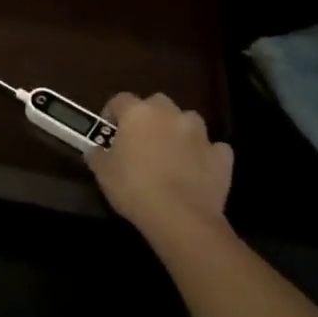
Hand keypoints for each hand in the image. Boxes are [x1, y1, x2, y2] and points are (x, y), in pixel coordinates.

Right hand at [90, 92, 234, 238]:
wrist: (180, 218)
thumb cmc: (134, 188)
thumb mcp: (103, 173)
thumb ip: (97, 155)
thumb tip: (95, 150)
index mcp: (137, 113)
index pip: (120, 99)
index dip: (113, 112)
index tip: (109, 130)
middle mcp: (169, 114)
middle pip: (157, 103)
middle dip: (151, 116)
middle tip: (142, 140)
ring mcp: (199, 133)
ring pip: (188, 121)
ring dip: (180, 132)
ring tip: (172, 154)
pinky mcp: (221, 156)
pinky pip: (213, 148)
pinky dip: (206, 155)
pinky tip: (199, 170)